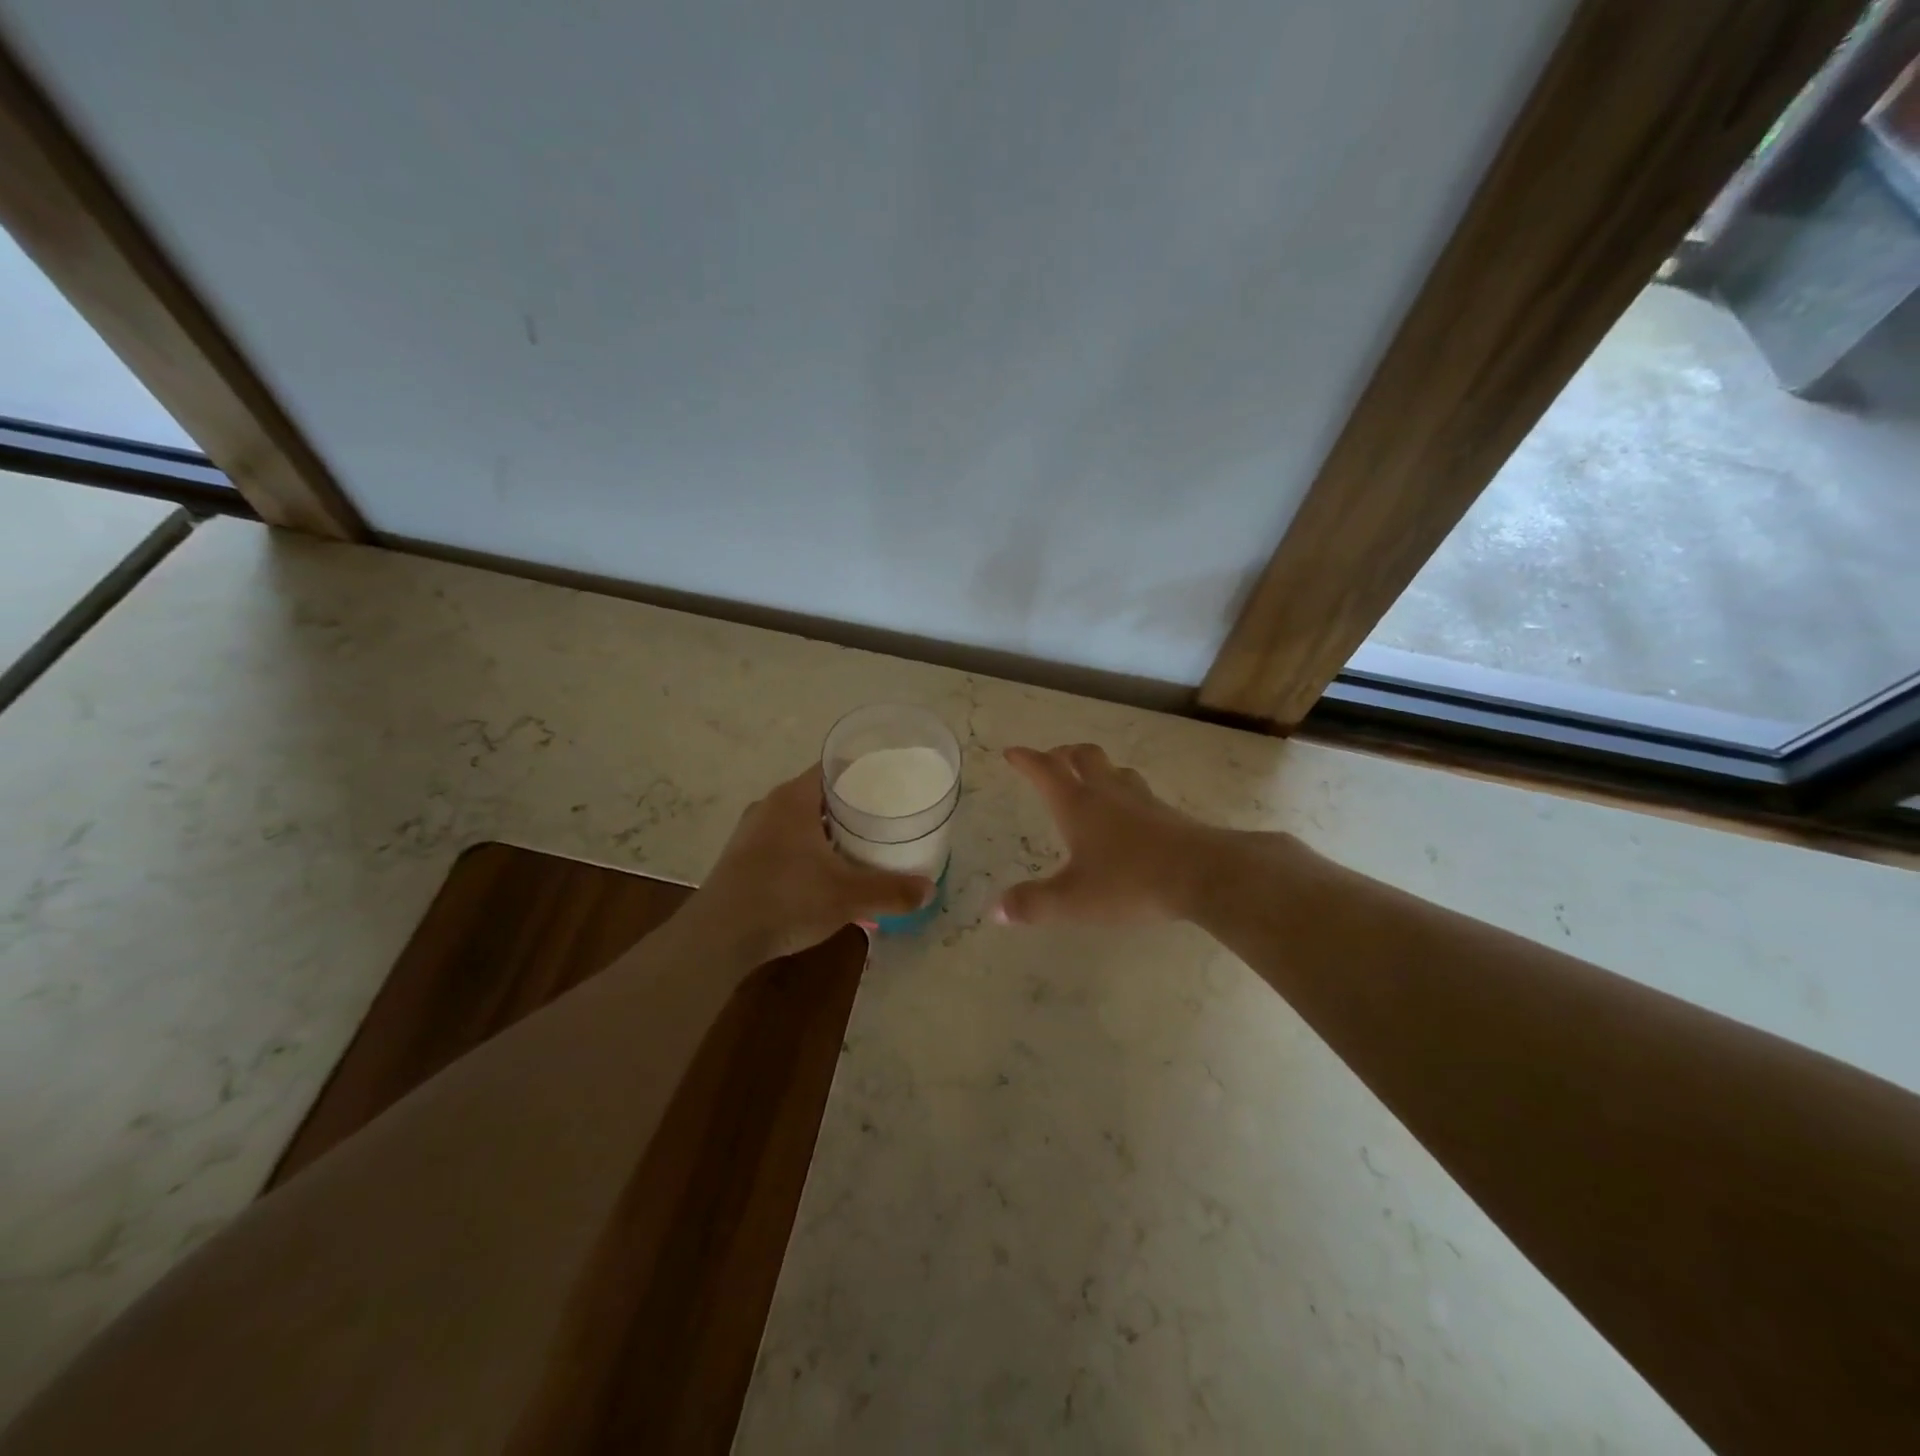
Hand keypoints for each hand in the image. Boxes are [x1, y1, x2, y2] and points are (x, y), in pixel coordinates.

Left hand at [697, 766, 935, 960]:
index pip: (832, 767)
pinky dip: (804, 848)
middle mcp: (769, 806)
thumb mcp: (848, 896)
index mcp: (794, 799)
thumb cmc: (786, 900)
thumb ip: (891, 891)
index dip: (861, 771)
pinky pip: (781, 841)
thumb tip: (929, 889)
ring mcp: (750, 832)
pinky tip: (820, 872)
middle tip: (880, 817)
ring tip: (855, 844)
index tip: (887, 782)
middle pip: (817, 793)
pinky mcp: (740, 858)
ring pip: (797, 819)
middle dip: (848, 804)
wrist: (718, 937)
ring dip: (824, 829)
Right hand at [995, 744, 1223, 924]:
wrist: (1203, 875)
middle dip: (1064, 753)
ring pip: (1115, 770)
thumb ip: (1033, 904)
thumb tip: (995, 910)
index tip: (1012, 752)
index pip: (1046, 771)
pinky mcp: (1168, 814)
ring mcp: (1142, 800)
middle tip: (1053, 759)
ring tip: (1091, 778)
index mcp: (1078, 806)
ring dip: (1097, 768)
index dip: (1026, 760)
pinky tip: (1130, 811)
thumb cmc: (1129, 882)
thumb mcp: (1073, 900)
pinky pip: (1139, 791)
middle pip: (1084, 757)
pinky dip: (1125, 791)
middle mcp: (1108, 794)